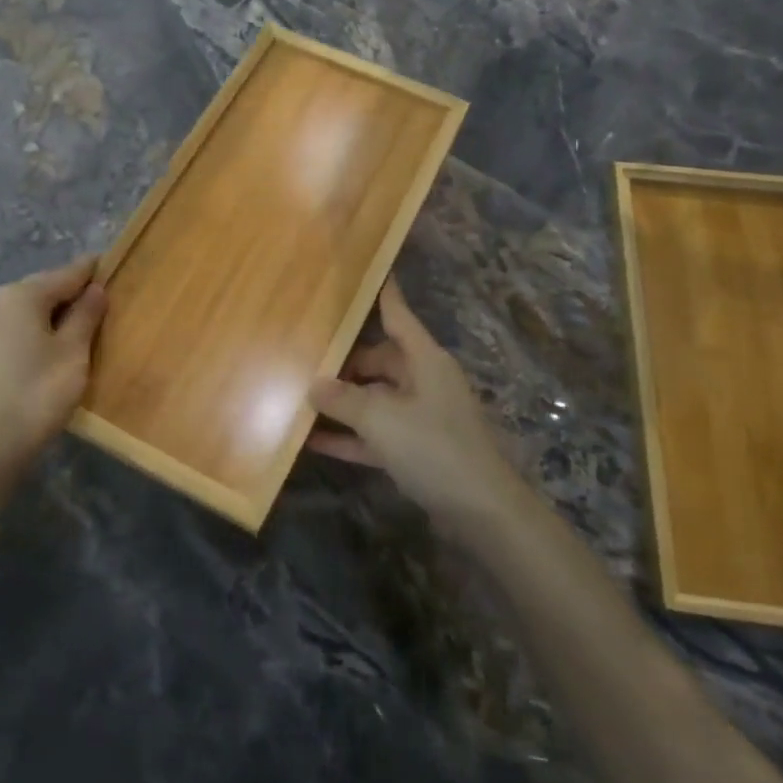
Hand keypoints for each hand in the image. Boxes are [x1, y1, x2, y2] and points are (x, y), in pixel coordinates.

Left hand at [0, 256, 106, 470]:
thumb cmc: (39, 392)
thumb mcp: (74, 351)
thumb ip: (86, 315)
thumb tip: (96, 289)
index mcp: (21, 294)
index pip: (66, 273)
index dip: (93, 270)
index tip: (114, 265)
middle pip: (45, 287)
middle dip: (73, 293)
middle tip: (104, 302)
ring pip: (29, 307)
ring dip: (55, 312)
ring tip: (83, 325)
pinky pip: (16, 325)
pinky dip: (37, 327)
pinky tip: (54, 344)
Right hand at [308, 279, 530, 532]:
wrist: (481, 511)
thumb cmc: (434, 447)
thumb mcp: (382, 418)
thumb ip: (344, 400)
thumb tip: (314, 385)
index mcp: (425, 360)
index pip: (398, 316)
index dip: (382, 294)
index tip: (366, 270)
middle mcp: (424, 381)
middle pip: (379, 360)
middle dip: (345, 362)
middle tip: (304, 355)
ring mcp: (420, 417)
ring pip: (375, 399)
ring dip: (343, 402)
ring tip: (301, 395)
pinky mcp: (416, 449)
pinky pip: (375, 434)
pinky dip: (350, 436)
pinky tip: (313, 440)